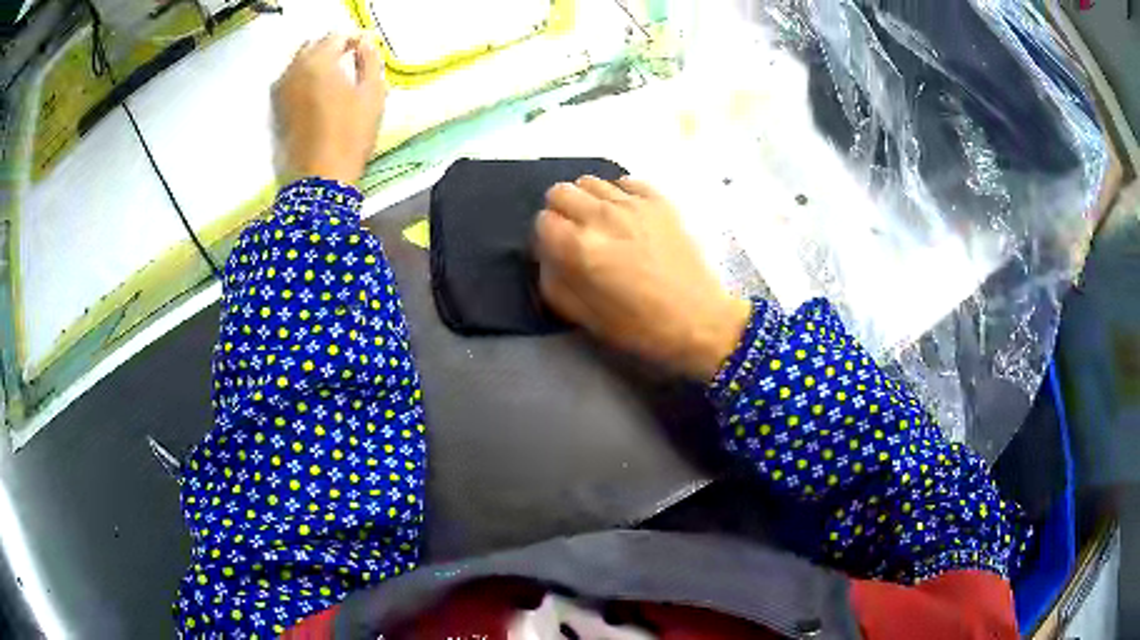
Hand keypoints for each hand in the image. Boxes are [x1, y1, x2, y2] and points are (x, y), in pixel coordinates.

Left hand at [273, 33, 386, 184]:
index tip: (368, 49)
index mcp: (320, 61)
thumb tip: (365, 42)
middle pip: (314, 45)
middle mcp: (295, 69)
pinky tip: (316, 91)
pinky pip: (289, 80)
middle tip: (352, 60)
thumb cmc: (351, 135)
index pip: (338, 36)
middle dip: (333, 48)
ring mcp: (280, 89)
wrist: (318, 179)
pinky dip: (303, 78)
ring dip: (316, 62)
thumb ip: (369, 61)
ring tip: (334, 76)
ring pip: (299, 62)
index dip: (356, 39)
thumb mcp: (372, 94)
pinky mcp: (275, 108)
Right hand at [535, 176, 751, 380]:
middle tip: (574, 234)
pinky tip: (627, 216)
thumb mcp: (584, 317)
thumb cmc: (640, 327)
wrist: (699, 320)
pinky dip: (618, 194)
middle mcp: (602, 217)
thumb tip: (547, 255)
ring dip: (587, 200)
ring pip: (590, 181)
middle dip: (560, 212)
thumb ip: (553, 282)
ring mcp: (633, 204)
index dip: (545, 239)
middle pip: (560, 192)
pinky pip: (624, 181)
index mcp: (580, 248)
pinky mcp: (658, 200)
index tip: (557, 253)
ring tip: (600, 224)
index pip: (542, 222)